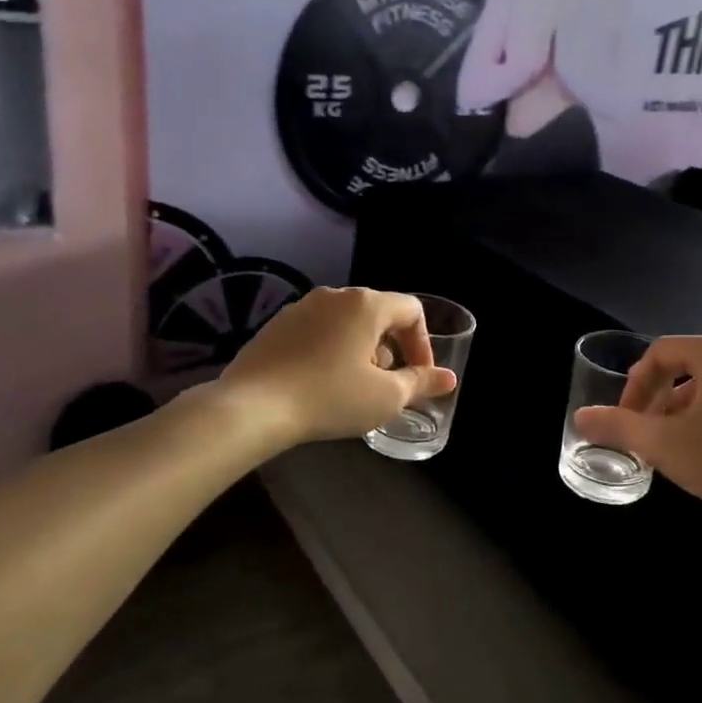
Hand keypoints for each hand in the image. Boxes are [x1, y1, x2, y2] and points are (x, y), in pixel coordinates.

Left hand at [220, 288, 457, 447]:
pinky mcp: (277, 324)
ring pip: (347, 322)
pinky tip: (321, 382)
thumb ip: (421, 383)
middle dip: (391, 348)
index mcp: (366, 304)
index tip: (419, 376)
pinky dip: (331, 350)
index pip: (412, 310)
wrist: (252, 406)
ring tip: (354, 386)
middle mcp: (334, 295)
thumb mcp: (385, 397)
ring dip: (361, 349)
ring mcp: (301, 307)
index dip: (423, 343)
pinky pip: (318, 331)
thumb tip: (449, 378)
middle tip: (388, 384)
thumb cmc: (330, 397)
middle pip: (379, 313)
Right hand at [571, 335, 701, 528]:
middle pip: (684, 367)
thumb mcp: (665, 444)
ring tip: (672, 447)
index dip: (634, 386)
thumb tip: (581, 417)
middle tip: (644, 434)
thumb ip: (618, 426)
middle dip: (656, 400)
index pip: (660, 354)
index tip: (624, 420)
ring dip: (681, 411)